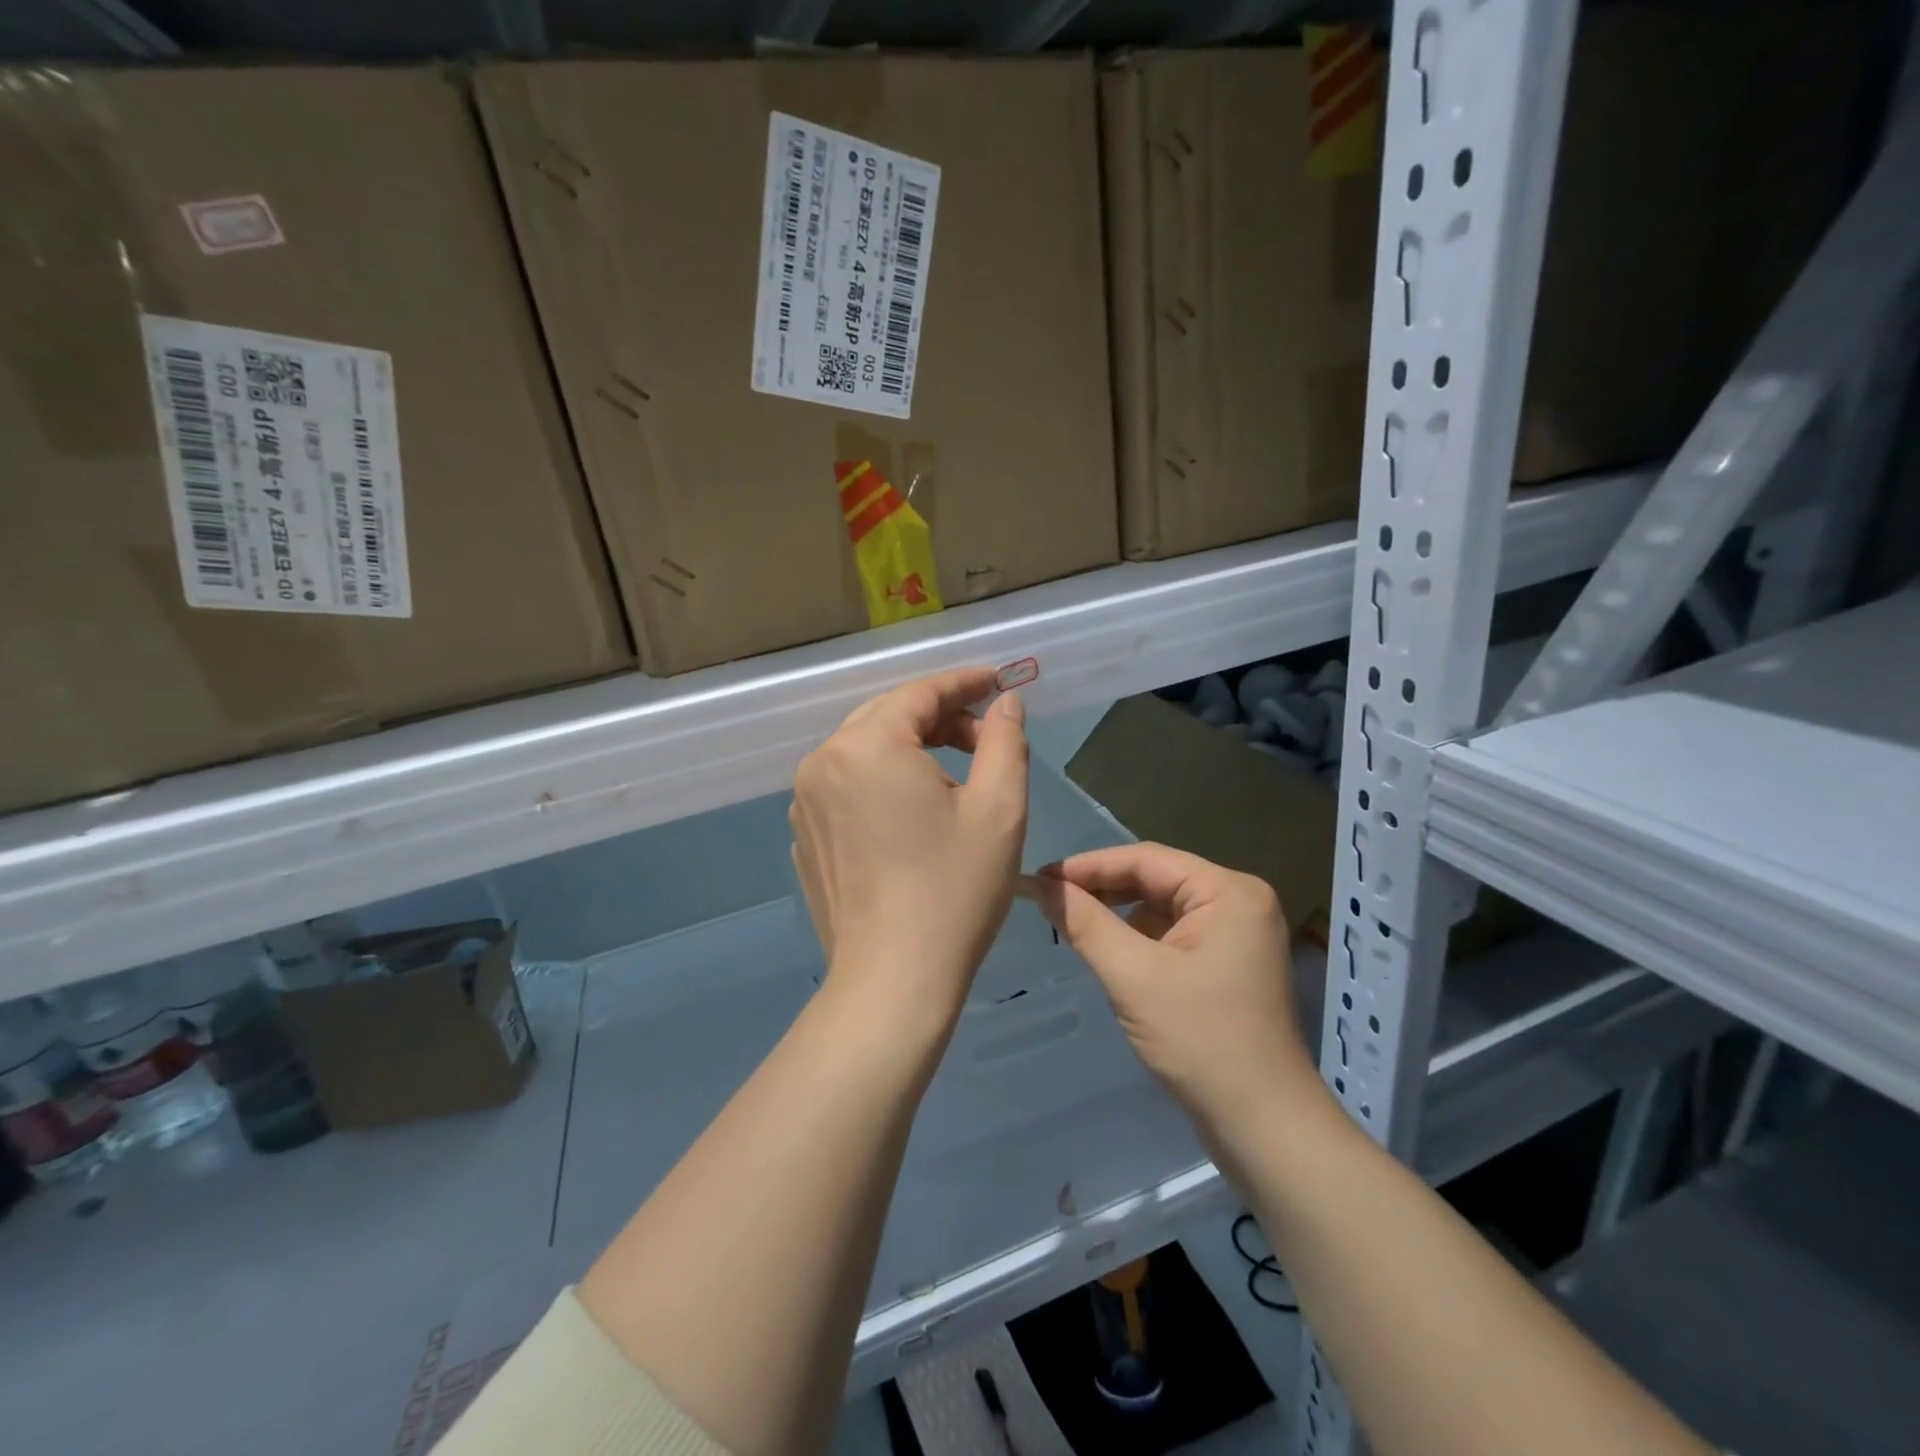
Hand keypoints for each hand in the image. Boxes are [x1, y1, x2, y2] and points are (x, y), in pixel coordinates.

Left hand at [790, 668, 1029, 1036]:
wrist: (893, 980)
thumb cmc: (954, 891)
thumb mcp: (999, 809)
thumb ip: (1005, 741)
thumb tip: (1004, 704)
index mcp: (867, 746)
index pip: (919, 692)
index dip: (963, 683)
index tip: (998, 682)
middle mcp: (823, 762)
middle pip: (888, 716)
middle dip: (940, 717)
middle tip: (987, 736)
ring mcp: (804, 801)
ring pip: (865, 750)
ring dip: (911, 749)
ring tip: (956, 777)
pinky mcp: (805, 835)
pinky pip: (846, 786)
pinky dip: (882, 782)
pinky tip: (913, 814)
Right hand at [1033, 843, 1326, 1140]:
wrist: (1263, 1126)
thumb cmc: (1200, 1041)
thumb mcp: (1133, 976)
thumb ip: (1085, 923)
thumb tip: (1041, 885)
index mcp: (1228, 891)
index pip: (1146, 859)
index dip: (1089, 865)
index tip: (1041, 878)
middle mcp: (1238, 902)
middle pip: (1156, 879)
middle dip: (1103, 889)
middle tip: (1050, 899)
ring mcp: (1238, 935)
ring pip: (1162, 907)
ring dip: (1118, 914)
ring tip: (1072, 923)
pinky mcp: (1229, 964)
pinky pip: (1174, 934)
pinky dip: (1139, 938)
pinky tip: (1110, 952)